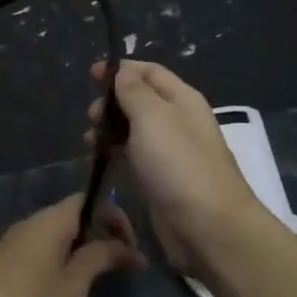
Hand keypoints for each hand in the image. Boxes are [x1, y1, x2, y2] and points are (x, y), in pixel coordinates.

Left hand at [0, 195, 142, 296]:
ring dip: (80, 250)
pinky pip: (40, 251)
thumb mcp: (75, 284)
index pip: (88, 200)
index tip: (131, 249)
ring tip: (96, 279)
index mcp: (51, 220)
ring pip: (55, 236)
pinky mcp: (3, 265)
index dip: (115, 217)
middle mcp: (30, 223)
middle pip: (72, 216)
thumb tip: (125, 246)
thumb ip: (99, 258)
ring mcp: (13, 244)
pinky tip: (64, 289)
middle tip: (120, 265)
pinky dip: (61, 260)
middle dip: (99, 235)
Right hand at [84, 59, 270, 275]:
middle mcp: (178, 122)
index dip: (121, 70)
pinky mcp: (159, 181)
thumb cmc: (178, 164)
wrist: (207, 227)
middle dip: (111, 103)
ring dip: (109, 130)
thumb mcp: (153, 117)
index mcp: (182, 100)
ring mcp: (169, 154)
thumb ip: (134, 91)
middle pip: (140, 101)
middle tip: (91, 117)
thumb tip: (123, 72)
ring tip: (89, 141)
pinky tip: (98, 160)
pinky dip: (114, 154)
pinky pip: (133, 158)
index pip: (150, 72)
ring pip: (133, 131)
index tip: (90, 75)